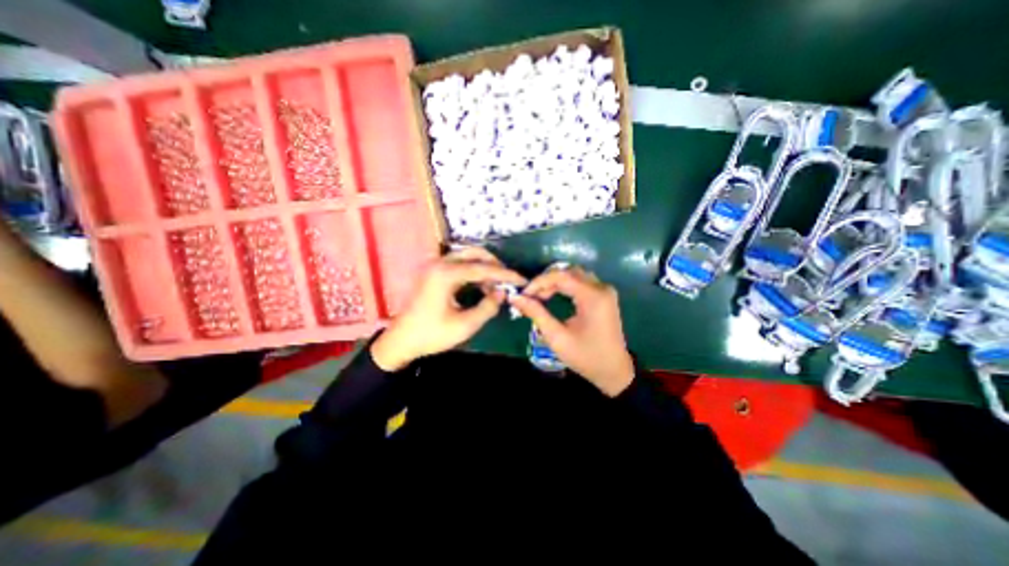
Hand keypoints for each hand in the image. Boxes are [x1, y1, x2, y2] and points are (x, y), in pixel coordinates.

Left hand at [373, 248, 527, 371]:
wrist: (401, 340)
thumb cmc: (431, 334)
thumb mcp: (465, 325)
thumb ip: (488, 307)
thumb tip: (503, 293)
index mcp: (446, 274)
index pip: (483, 268)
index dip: (505, 274)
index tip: (522, 280)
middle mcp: (439, 263)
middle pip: (475, 253)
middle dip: (495, 265)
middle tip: (508, 281)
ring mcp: (434, 265)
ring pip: (467, 256)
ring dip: (484, 267)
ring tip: (496, 286)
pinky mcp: (433, 271)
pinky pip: (459, 264)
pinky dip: (473, 271)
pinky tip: (481, 286)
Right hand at [509, 268, 633, 394]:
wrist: (613, 371)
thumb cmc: (585, 357)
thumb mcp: (557, 337)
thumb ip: (536, 313)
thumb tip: (515, 297)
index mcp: (593, 297)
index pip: (561, 276)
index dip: (539, 282)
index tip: (523, 294)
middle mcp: (601, 288)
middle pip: (568, 272)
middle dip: (546, 281)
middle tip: (531, 296)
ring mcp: (605, 291)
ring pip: (574, 275)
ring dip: (555, 282)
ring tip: (540, 297)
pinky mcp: (604, 296)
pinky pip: (581, 282)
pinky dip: (565, 286)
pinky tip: (554, 296)